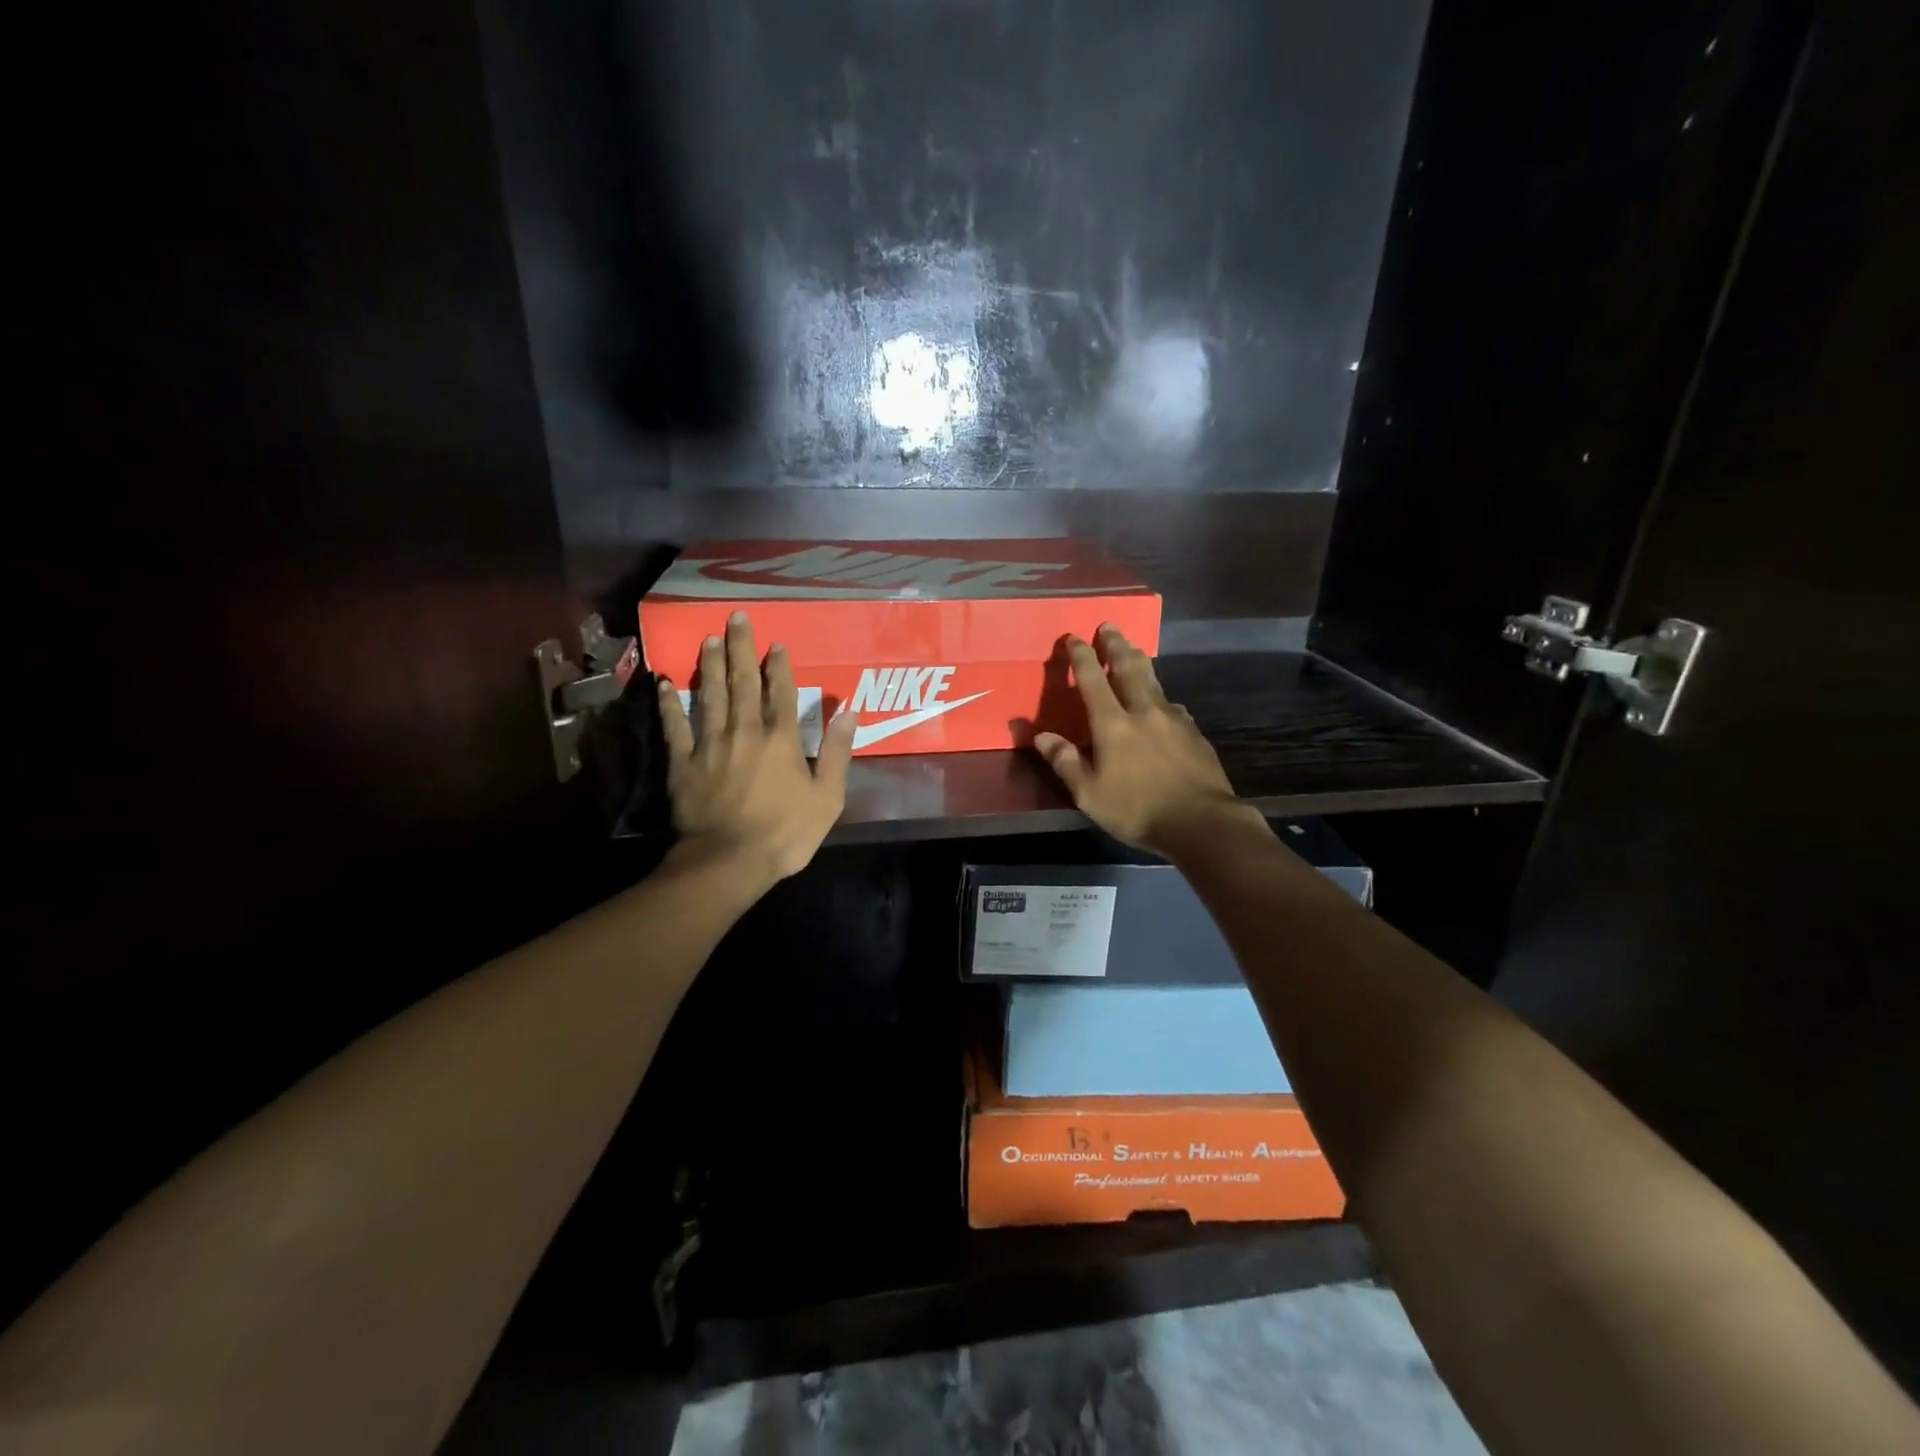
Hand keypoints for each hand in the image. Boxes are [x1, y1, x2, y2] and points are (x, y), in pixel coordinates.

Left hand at [657, 612, 856, 884]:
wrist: (728, 861)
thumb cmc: (785, 833)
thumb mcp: (827, 798)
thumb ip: (837, 752)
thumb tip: (849, 712)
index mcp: (781, 739)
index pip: (781, 693)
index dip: (779, 666)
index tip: (775, 643)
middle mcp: (745, 731)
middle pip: (742, 683)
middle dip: (740, 649)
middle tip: (734, 618)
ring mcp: (710, 745)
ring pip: (710, 696)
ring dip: (710, 666)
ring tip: (707, 639)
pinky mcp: (683, 763)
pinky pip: (675, 727)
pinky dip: (670, 705)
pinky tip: (665, 684)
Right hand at [1033, 625, 1243, 853]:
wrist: (1202, 822)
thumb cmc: (1137, 809)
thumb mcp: (1089, 794)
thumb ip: (1065, 762)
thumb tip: (1040, 736)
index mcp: (1113, 724)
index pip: (1093, 680)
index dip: (1081, 656)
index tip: (1073, 636)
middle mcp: (1144, 712)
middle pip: (1129, 668)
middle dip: (1116, 645)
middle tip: (1110, 625)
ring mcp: (1174, 720)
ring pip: (1154, 681)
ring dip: (1141, 662)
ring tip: (1135, 650)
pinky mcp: (1195, 734)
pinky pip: (1173, 706)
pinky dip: (1162, 697)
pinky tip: (1164, 703)